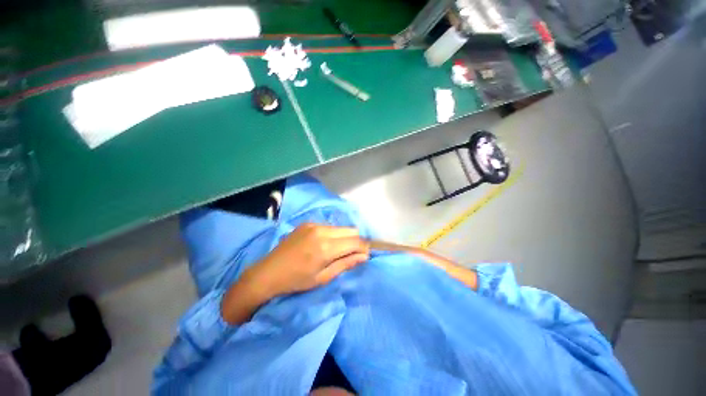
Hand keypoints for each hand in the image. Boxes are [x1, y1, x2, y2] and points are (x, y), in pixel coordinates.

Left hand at [250, 223, 369, 295]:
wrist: (268, 272)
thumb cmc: (296, 281)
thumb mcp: (323, 278)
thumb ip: (345, 264)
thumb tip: (364, 256)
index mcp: (326, 247)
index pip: (356, 241)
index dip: (364, 247)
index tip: (365, 255)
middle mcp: (322, 231)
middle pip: (351, 230)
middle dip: (356, 241)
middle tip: (352, 254)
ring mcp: (314, 225)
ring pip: (341, 227)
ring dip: (344, 237)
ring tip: (337, 250)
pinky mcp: (308, 223)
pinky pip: (329, 226)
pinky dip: (333, 234)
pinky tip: (324, 244)